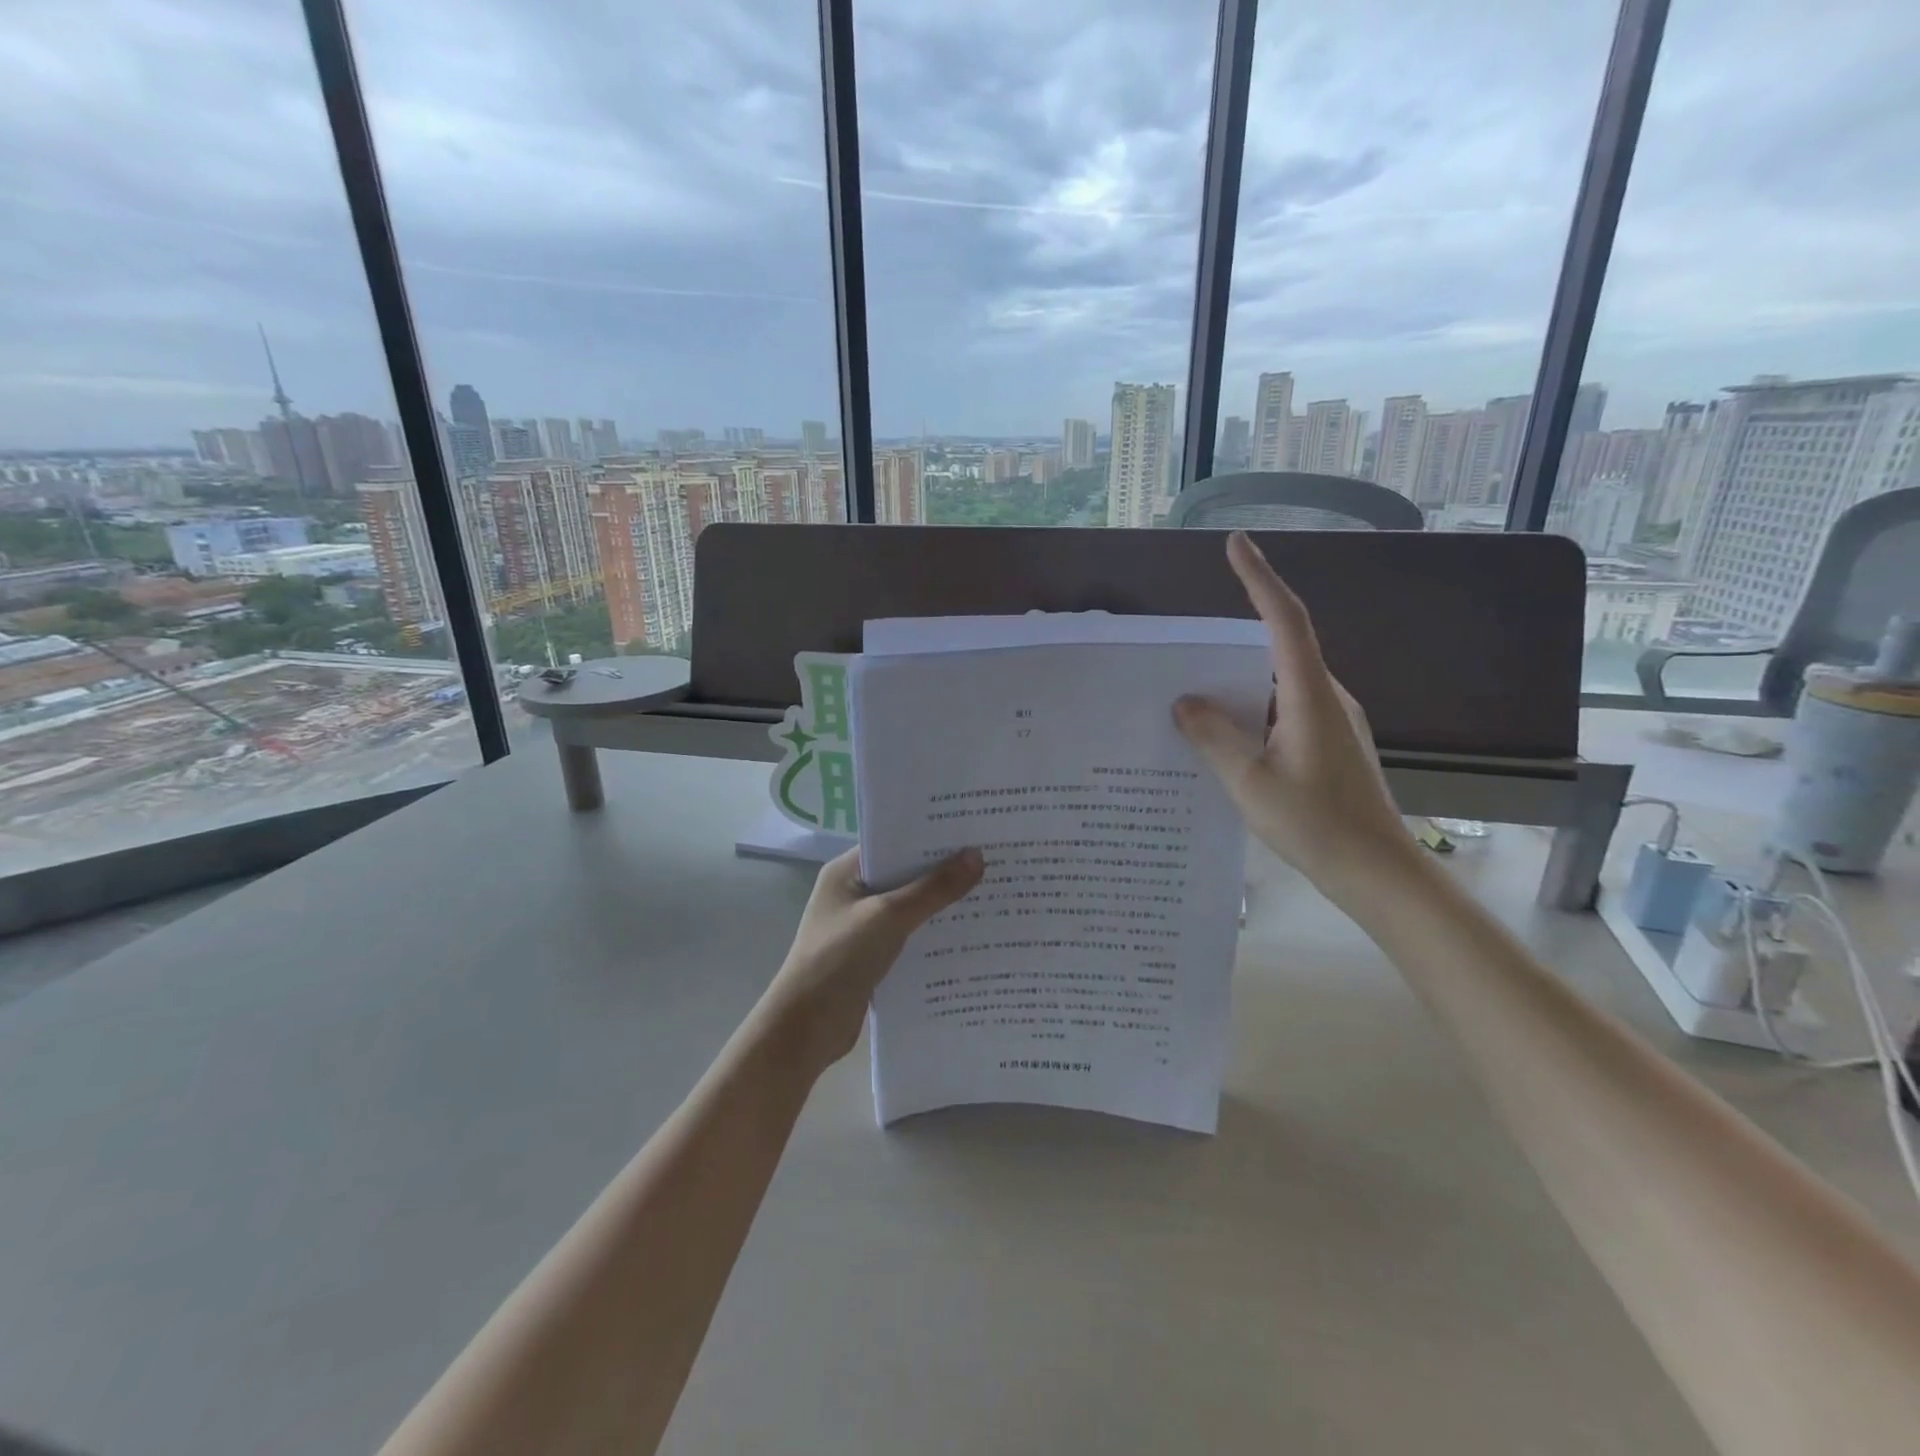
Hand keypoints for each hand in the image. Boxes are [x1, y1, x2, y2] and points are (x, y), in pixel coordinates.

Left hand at [754, 847, 984, 1076]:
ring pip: (910, 907)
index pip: (894, 840)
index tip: (973, 829)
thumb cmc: (838, 959)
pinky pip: (909, 936)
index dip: (931, 835)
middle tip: (992, 858)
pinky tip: (969, 935)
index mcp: (847, 872)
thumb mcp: (889, 917)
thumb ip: (933, 889)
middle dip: (944, 870)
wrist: (804, 1029)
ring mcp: (862, 926)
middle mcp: (854, 893)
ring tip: (991, 892)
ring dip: (942, 904)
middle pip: (905, 873)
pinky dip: (933, 934)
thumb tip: (976, 856)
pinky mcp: (872, 956)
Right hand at [1173, 531, 1418, 903]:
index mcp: (1309, 697)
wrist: (1378, 872)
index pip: (1284, 621)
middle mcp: (1326, 698)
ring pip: (1277, 685)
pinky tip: (1223, 739)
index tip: (1236, 544)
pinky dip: (1251, 713)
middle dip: (1232, 640)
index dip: (1259, 578)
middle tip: (1182, 653)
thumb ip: (1214, 738)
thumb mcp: (1250, 782)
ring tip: (1191, 701)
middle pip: (1278, 649)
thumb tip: (1184, 702)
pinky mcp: (1330, 745)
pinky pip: (1282, 711)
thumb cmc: (1316, 824)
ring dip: (1238, 685)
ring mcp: (1332, 722)